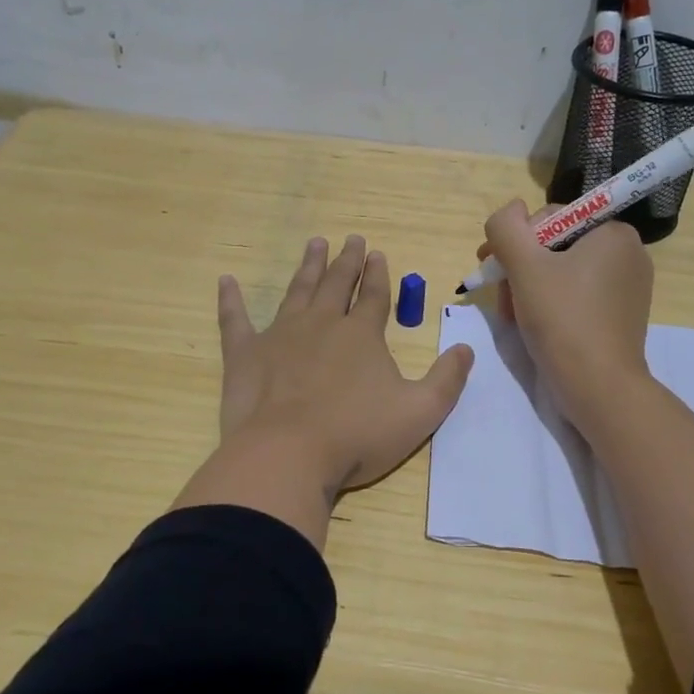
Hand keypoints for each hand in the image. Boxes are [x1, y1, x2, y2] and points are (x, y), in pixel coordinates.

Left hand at [175, 235, 474, 546]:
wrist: (288, 454)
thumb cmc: (357, 435)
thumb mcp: (420, 412)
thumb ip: (447, 380)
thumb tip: (466, 349)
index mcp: (361, 335)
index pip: (374, 296)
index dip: (378, 275)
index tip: (377, 254)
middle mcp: (321, 324)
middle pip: (337, 284)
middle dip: (346, 261)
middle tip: (350, 239)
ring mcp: (280, 335)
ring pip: (297, 291)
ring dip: (307, 267)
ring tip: (314, 244)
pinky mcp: (245, 354)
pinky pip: (235, 320)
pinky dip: (230, 300)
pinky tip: (226, 281)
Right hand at [481, 201, 652, 431]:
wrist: (598, 388)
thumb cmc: (562, 320)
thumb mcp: (524, 266)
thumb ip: (507, 227)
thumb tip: (510, 211)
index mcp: (613, 232)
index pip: (551, 218)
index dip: (515, 241)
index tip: (491, 268)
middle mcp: (628, 253)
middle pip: (555, 246)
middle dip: (520, 269)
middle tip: (500, 299)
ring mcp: (628, 286)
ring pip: (562, 273)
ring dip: (529, 288)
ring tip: (513, 316)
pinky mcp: (621, 315)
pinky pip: (578, 295)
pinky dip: (551, 304)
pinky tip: (534, 325)